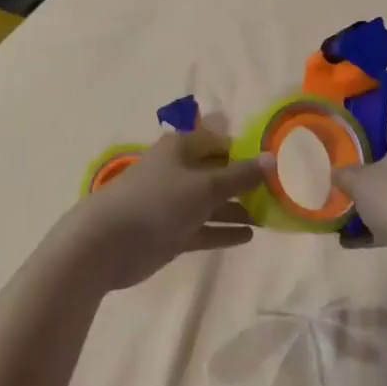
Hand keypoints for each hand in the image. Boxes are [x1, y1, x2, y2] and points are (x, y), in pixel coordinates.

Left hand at [58, 129, 267, 292]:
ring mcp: (174, 203)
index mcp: (182, 147)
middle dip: (245, 181)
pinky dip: (224, 230)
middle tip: (279, 192)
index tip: (275, 163)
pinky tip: (249, 236)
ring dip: (238, 208)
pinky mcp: (171, 232)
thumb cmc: (157, 201)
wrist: (107, 243)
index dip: (246, 150)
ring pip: (212, 202)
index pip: (220, 141)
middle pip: (217, 172)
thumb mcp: (205, 186)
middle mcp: (179, 170)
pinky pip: (204, 228)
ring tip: (270, 217)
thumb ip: (239, 176)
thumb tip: (272, 159)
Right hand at [333, 119, 386, 255]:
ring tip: (356, 225)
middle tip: (353, 196)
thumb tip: (339, 174)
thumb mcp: (359, 182)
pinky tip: (370, 241)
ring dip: (385, 205)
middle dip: (375, 181)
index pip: (386, 134)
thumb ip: (344, 174)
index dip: (364, 152)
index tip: (350, 172)